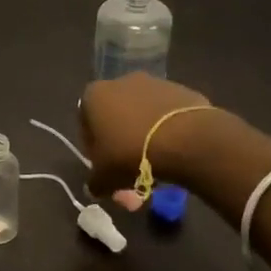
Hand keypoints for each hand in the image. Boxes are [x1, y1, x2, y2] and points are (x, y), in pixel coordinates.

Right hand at [79, 74, 221, 195]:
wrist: (185, 139)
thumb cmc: (131, 153)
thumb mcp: (104, 177)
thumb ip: (95, 182)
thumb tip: (95, 188)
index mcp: (95, 95)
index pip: (86, 124)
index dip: (94, 149)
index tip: (104, 167)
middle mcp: (121, 82)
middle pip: (116, 119)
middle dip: (121, 146)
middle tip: (130, 173)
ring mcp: (155, 83)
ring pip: (143, 117)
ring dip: (145, 138)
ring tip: (156, 167)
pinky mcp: (181, 90)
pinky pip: (167, 116)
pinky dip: (167, 132)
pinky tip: (174, 154)